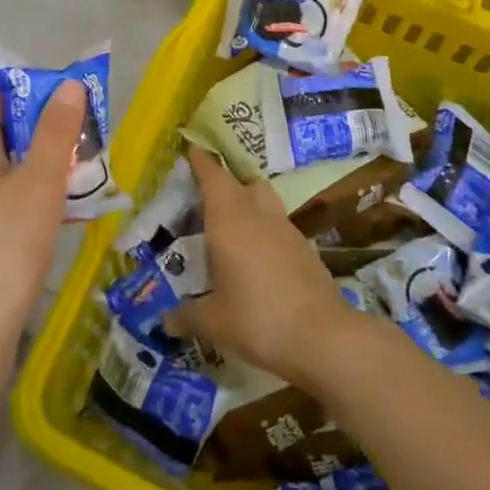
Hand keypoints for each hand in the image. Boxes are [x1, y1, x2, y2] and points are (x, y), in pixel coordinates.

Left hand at [0, 80, 86, 362]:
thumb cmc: (4, 249)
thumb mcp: (39, 183)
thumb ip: (56, 131)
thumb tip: (69, 84)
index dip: (32, 87)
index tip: (71, 98)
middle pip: (5, 127)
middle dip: (48, 126)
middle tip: (90, 136)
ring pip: (10, 164)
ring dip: (46, 161)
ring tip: (88, 171)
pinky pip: (8, 195)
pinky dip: (36, 192)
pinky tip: (67, 210)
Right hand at [167, 147, 361, 389]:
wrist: (323, 337)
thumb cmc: (258, 319)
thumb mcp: (214, 322)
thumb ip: (187, 316)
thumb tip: (166, 321)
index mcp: (229, 220)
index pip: (213, 177)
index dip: (201, 163)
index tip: (192, 152)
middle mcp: (257, 214)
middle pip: (241, 183)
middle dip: (223, 183)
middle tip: (205, 197)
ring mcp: (286, 229)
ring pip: (264, 200)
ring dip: (248, 203)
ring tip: (232, 225)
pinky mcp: (305, 248)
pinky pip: (279, 226)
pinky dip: (265, 230)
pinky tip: (258, 256)